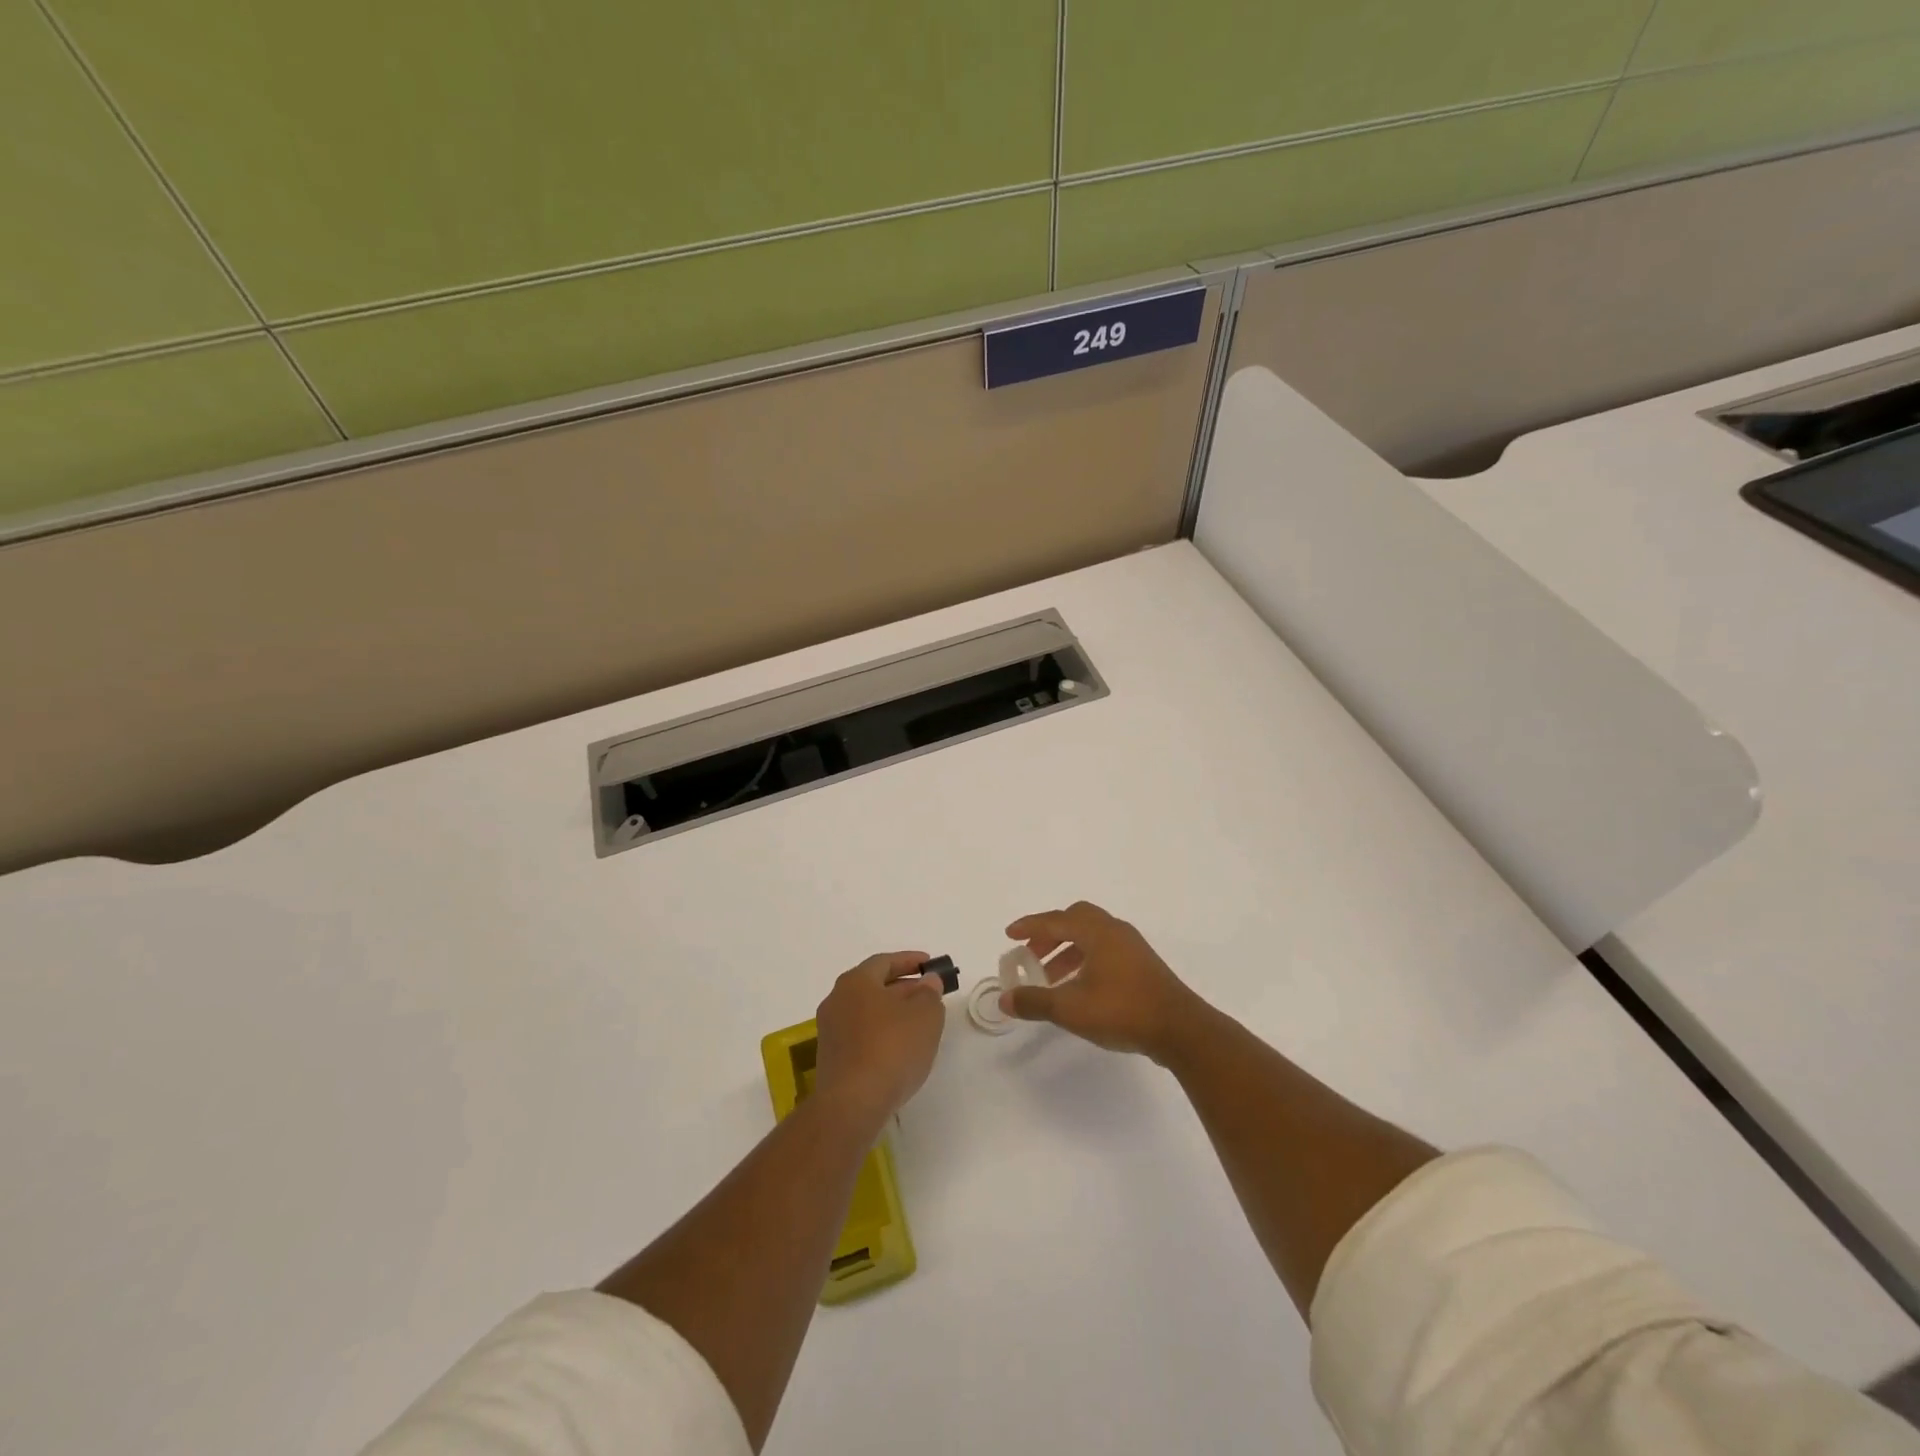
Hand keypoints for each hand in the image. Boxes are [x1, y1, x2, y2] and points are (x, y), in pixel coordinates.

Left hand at [813, 952, 946, 1130]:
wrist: (852, 1104)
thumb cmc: (892, 1048)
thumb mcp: (925, 1015)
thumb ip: (929, 993)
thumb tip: (927, 982)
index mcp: (855, 982)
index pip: (884, 961)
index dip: (909, 960)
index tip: (929, 964)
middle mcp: (837, 1000)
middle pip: (873, 986)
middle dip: (903, 987)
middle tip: (928, 994)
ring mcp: (830, 1031)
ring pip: (867, 1012)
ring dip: (892, 1012)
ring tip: (918, 1023)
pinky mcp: (831, 1059)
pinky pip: (861, 1035)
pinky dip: (881, 1033)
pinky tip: (900, 1049)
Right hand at [1001, 902, 1208, 1063]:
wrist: (1180, 1030)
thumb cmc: (1123, 1011)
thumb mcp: (1071, 1008)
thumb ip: (1035, 1001)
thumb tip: (1005, 999)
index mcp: (1097, 932)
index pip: (1055, 920)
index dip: (1030, 926)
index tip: (1010, 935)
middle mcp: (1115, 931)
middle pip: (1076, 920)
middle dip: (1050, 934)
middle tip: (1032, 954)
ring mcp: (1132, 947)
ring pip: (1092, 937)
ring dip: (1067, 950)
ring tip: (1051, 978)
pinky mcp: (1143, 965)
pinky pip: (1105, 950)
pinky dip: (1085, 960)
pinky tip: (1079, 987)